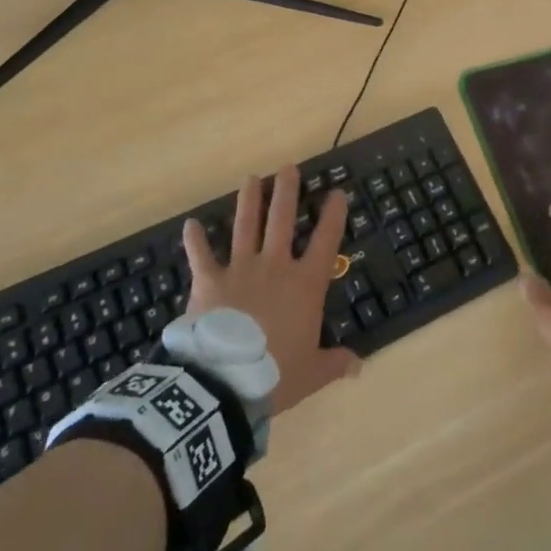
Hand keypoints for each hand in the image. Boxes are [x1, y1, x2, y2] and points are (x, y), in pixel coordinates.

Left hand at [182, 165, 360, 414]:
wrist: (225, 382)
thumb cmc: (275, 374)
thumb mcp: (312, 372)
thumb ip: (334, 363)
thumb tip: (359, 367)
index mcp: (304, 284)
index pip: (325, 241)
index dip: (333, 215)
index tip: (337, 192)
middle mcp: (274, 266)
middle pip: (282, 219)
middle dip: (286, 191)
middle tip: (288, 168)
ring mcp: (240, 269)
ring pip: (246, 226)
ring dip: (249, 200)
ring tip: (252, 178)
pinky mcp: (209, 280)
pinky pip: (201, 255)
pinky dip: (195, 240)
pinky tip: (190, 224)